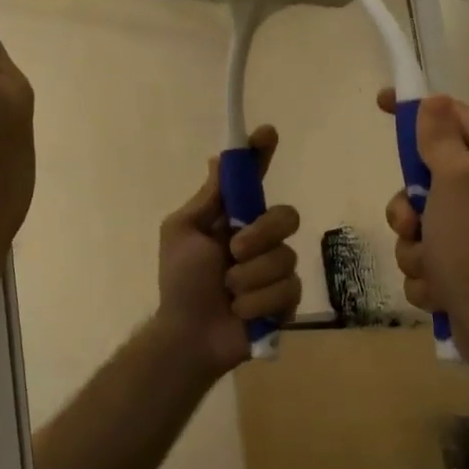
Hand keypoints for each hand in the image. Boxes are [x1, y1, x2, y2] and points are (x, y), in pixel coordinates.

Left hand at [153, 126, 302, 378]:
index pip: (255, 180)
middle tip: (234, 251)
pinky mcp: (287, 299)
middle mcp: (261, 238)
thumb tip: (218, 158)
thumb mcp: (183, 233)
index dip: (262, 154)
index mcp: (234, 219)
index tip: (267, 133)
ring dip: (249, 278)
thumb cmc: (180, 281)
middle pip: (286, 215)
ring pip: (285, 257)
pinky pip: (287, 289)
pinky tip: (241, 312)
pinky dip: (257, 302)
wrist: (189, 334)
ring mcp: (276, 269)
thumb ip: (207, 200)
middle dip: (261, 234)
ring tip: (228, 293)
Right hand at [378, 89, 468, 365]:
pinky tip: (441, 290)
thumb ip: (440, 138)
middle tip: (414, 222)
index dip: (417, 109)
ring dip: (414, 248)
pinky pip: (422, 261)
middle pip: (423, 180)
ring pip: (416, 227)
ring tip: (434, 266)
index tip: (381, 103)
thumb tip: (434, 101)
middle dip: (407, 208)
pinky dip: (425, 276)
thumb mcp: (458, 178)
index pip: (452, 119)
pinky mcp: (460, 271)